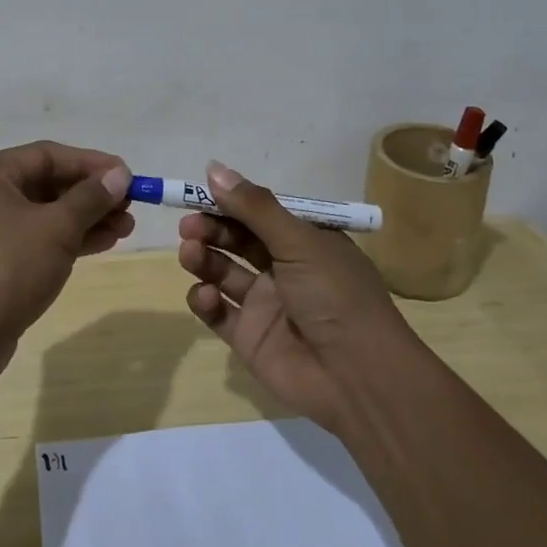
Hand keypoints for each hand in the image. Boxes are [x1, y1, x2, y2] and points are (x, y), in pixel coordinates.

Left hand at [0, 141, 134, 385]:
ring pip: (48, 213)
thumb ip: (90, 198)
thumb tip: (120, 175)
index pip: (48, 155)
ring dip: (87, 218)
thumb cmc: (7, 267)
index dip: (91, 163)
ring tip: (126, 228)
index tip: (128, 176)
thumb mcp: (56, 228)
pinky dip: (71, 239)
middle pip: (48, 183)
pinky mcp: (0, 261)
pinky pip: (41, 239)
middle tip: (130, 206)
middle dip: (92, 194)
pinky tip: (105, 242)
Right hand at [179, 161, 414, 431]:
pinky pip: (217, 312)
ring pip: (222, 272)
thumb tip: (213, 167)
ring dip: (203, 259)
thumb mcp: (299, 242)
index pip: (259, 213)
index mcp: (305, 241)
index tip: (197, 193)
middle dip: (210, 229)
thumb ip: (254, 207)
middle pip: (236, 240)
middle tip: (188, 226)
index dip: (229, 202)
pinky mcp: (248, 336)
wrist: (358, 378)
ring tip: (190, 253)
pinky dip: (205, 300)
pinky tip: (207, 296)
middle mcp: (284, 268)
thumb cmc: (335, 296)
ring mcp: (264, 304)